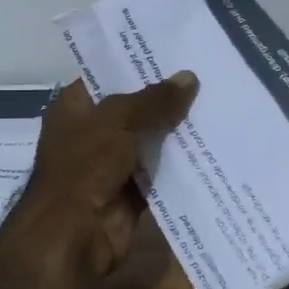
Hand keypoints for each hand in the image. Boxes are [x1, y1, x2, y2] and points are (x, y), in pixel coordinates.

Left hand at [0, 73, 197, 281]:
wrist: (72, 236)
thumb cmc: (84, 166)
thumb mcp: (119, 121)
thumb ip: (155, 100)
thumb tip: (189, 77)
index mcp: (74, 107)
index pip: (107, 75)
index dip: (138, 64)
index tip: (176, 52)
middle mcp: (90, 133)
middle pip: (133, 109)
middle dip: (165, 98)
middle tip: (207, 77)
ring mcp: (109, 165)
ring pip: (148, 142)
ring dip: (176, 132)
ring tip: (216, 106)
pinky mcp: (129, 194)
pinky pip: (159, 174)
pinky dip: (179, 165)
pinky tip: (210, 147)